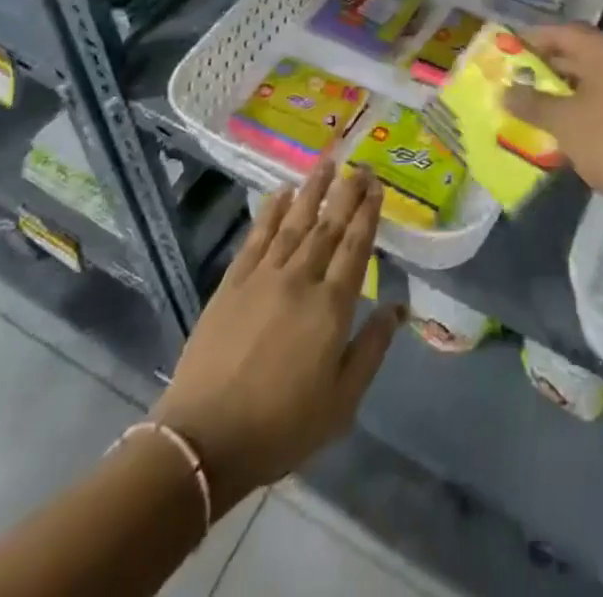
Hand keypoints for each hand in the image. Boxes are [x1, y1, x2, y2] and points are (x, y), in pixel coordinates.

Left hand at [151, 164, 403, 513]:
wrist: (204, 440)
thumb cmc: (281, 427)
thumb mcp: (341, 402)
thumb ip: (371, 349)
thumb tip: (398, 308)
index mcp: (331, 307)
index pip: (355, 247)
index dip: (368, 214)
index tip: (377, 186)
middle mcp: (300, 279)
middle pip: (328, 226)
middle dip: (346, 193)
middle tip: (360, 167)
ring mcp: (263, 277)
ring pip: (294, 222)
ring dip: (312, 190)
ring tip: (326, 163)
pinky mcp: (232, 283)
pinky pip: (257, 236)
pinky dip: (271, 211)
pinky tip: (281, 193)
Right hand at [503, 23, 602, 219]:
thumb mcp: (565, 123)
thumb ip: (532, 104)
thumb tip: (504, 92)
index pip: (560, 32)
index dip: (530, 39)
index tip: (503, 50)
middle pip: (575, 52)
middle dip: (543, 66)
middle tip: (511, 78)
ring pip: (588, 77)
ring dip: (560, 89)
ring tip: (529, 103)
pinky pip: (601, 96)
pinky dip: (579, 104)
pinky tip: (560, 124)